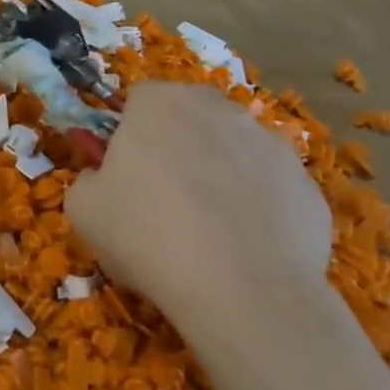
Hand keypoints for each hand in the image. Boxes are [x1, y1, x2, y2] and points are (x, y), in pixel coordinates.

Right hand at [66, 81, 331, 326]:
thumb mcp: (84, 210)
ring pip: (232, 148)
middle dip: (176, 143)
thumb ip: (87, 179)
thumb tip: (102, 177)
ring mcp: (268, 142)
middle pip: (189, 114)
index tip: (124, 169)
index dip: (128, 131)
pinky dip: (256, 205)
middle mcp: (217, 108)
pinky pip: (268, 185)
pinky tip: (243, 246)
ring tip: (207, 226)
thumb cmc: (147, 237)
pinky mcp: (305, 182)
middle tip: (162, 194)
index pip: (138, 98)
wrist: (244, 291)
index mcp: (159, 103)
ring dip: (218, 171)